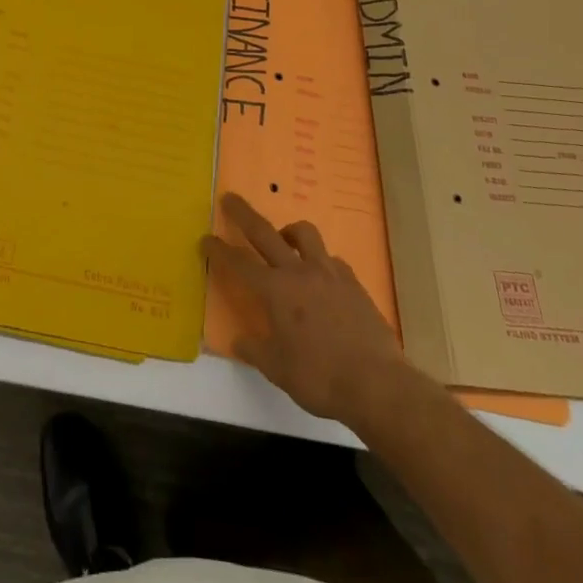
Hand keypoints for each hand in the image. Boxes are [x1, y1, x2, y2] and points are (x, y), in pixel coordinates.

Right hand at [203, 192, 407, 425]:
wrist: (376, 384)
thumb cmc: (319, 378)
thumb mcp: (277, 370)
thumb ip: (255, 350)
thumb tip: (239, 341)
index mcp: (275, 291)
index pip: (239, 263)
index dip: (219, 250)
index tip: (205, 238)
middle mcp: (299, 272)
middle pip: (265, 232)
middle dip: (243, 214)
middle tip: (229, 198)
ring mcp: (329, 273)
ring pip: (305, 234)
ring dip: (289, 231)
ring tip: (285, 240)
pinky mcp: (353, 283)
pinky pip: (332, 260)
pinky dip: (321, 261)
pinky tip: (322, 278)